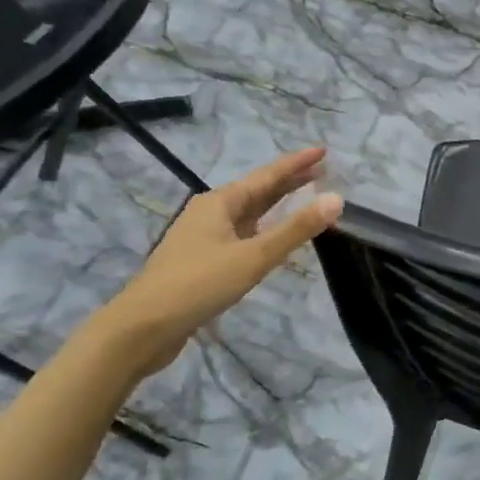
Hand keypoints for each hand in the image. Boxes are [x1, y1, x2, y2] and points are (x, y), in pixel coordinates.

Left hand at [100, 148, 342, 376]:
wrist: (142, 328)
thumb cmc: (199, 284)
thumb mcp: (254, 256)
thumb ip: (296, 229)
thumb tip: (337, 199)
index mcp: (220, 202)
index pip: (267, 175)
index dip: (296, 163)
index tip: (323, 151)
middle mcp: (210, 212)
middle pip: (257, 191)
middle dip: (289, 181)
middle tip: (321, 172)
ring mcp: (203, 236)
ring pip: (248, 213)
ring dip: (276, 205)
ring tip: (303, 198)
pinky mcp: (202, 260)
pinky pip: (242, 233)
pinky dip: (264, 228)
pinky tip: (272, 237)